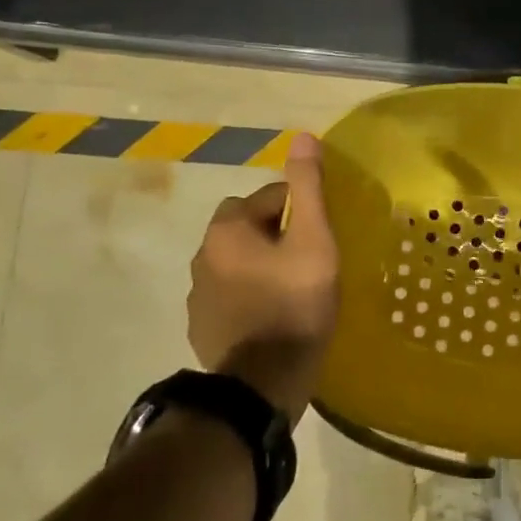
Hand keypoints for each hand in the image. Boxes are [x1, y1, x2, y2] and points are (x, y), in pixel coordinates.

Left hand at [186, 133, 338, 417]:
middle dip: (276, 234)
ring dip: (261, 265)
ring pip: (238, 262)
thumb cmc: (295, 304)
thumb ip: (308, 188)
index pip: (269, 197)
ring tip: (295, 288)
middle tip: (310, 258)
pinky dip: (250, 295)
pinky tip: (274, 315)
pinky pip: (231, 295)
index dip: (300, 210)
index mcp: (226, 230)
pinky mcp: (203, 327)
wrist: (262, 384)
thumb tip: (303, 136)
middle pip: (248, 228)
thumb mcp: (313, 240)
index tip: (322, 234)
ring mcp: (198, 295)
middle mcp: (202, 255)